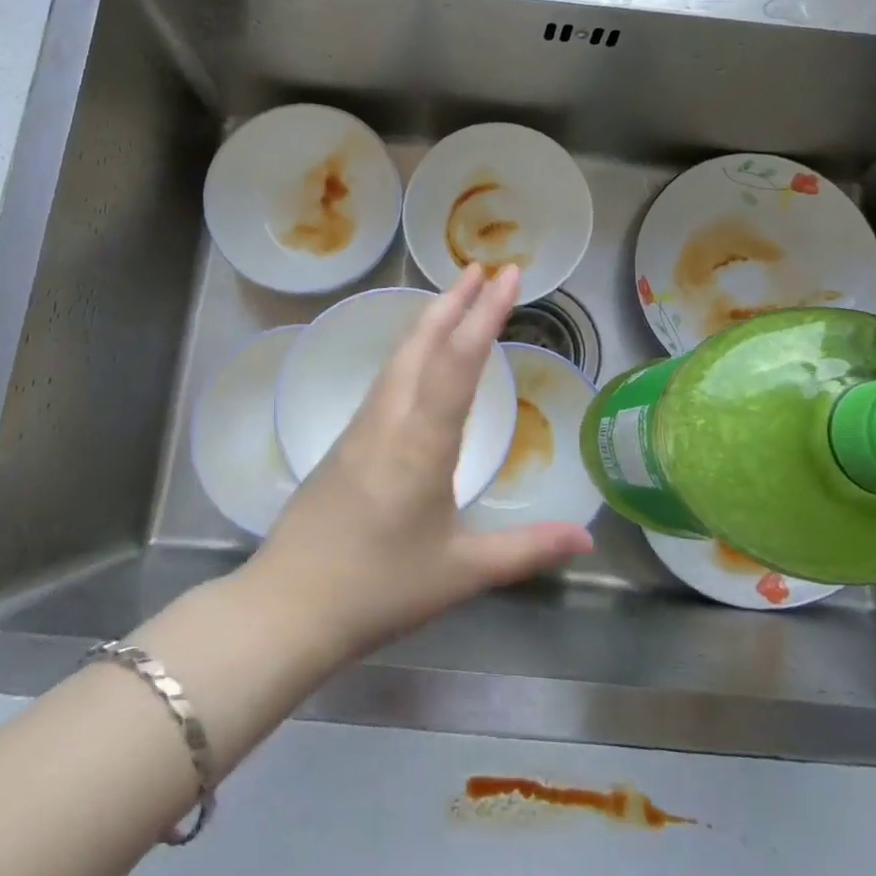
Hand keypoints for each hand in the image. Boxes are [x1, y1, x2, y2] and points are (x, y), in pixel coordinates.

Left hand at [246, 264, 594, 662]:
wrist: (288, 607)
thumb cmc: (379, 588)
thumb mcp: (461, 572)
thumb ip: (526, 549)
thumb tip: (587, 536)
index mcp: (422, 442)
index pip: (458, 361)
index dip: (485, 314)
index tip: (506, 276)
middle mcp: (389, 420)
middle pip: (421, 343)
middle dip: (454, 301)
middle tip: (482, 268)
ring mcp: (360, 428)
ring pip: (398, 358)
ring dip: (429, 321)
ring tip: (454, 298)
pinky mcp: (343, 442)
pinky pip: (384, 380)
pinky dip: (410, 351)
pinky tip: (416, 360)